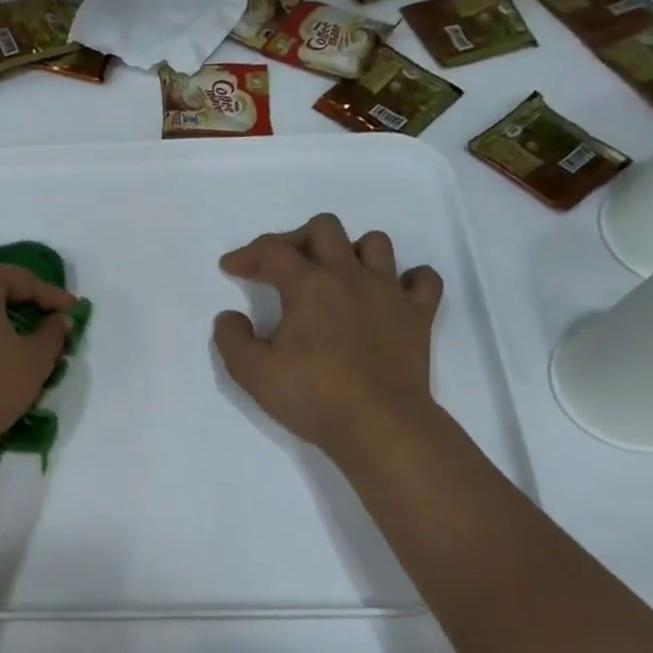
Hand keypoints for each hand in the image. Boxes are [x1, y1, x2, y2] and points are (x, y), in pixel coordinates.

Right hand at [213, 213, 444, 462]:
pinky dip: (407, 278)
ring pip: (375, 243)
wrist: (378, 423)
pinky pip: (423, 279)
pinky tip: (391, 294)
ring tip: (335, 276)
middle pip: (325, 229)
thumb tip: (229, 317)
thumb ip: (232, 340)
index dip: (247, 255)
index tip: (230, 268)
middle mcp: (350, 276)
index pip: (272, 252)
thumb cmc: (311, 396)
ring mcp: (389, 292)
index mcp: (309, 285)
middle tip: (281, 266)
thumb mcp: (252, 373)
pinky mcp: (418, 315)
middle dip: (296, 238)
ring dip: (350, 251)